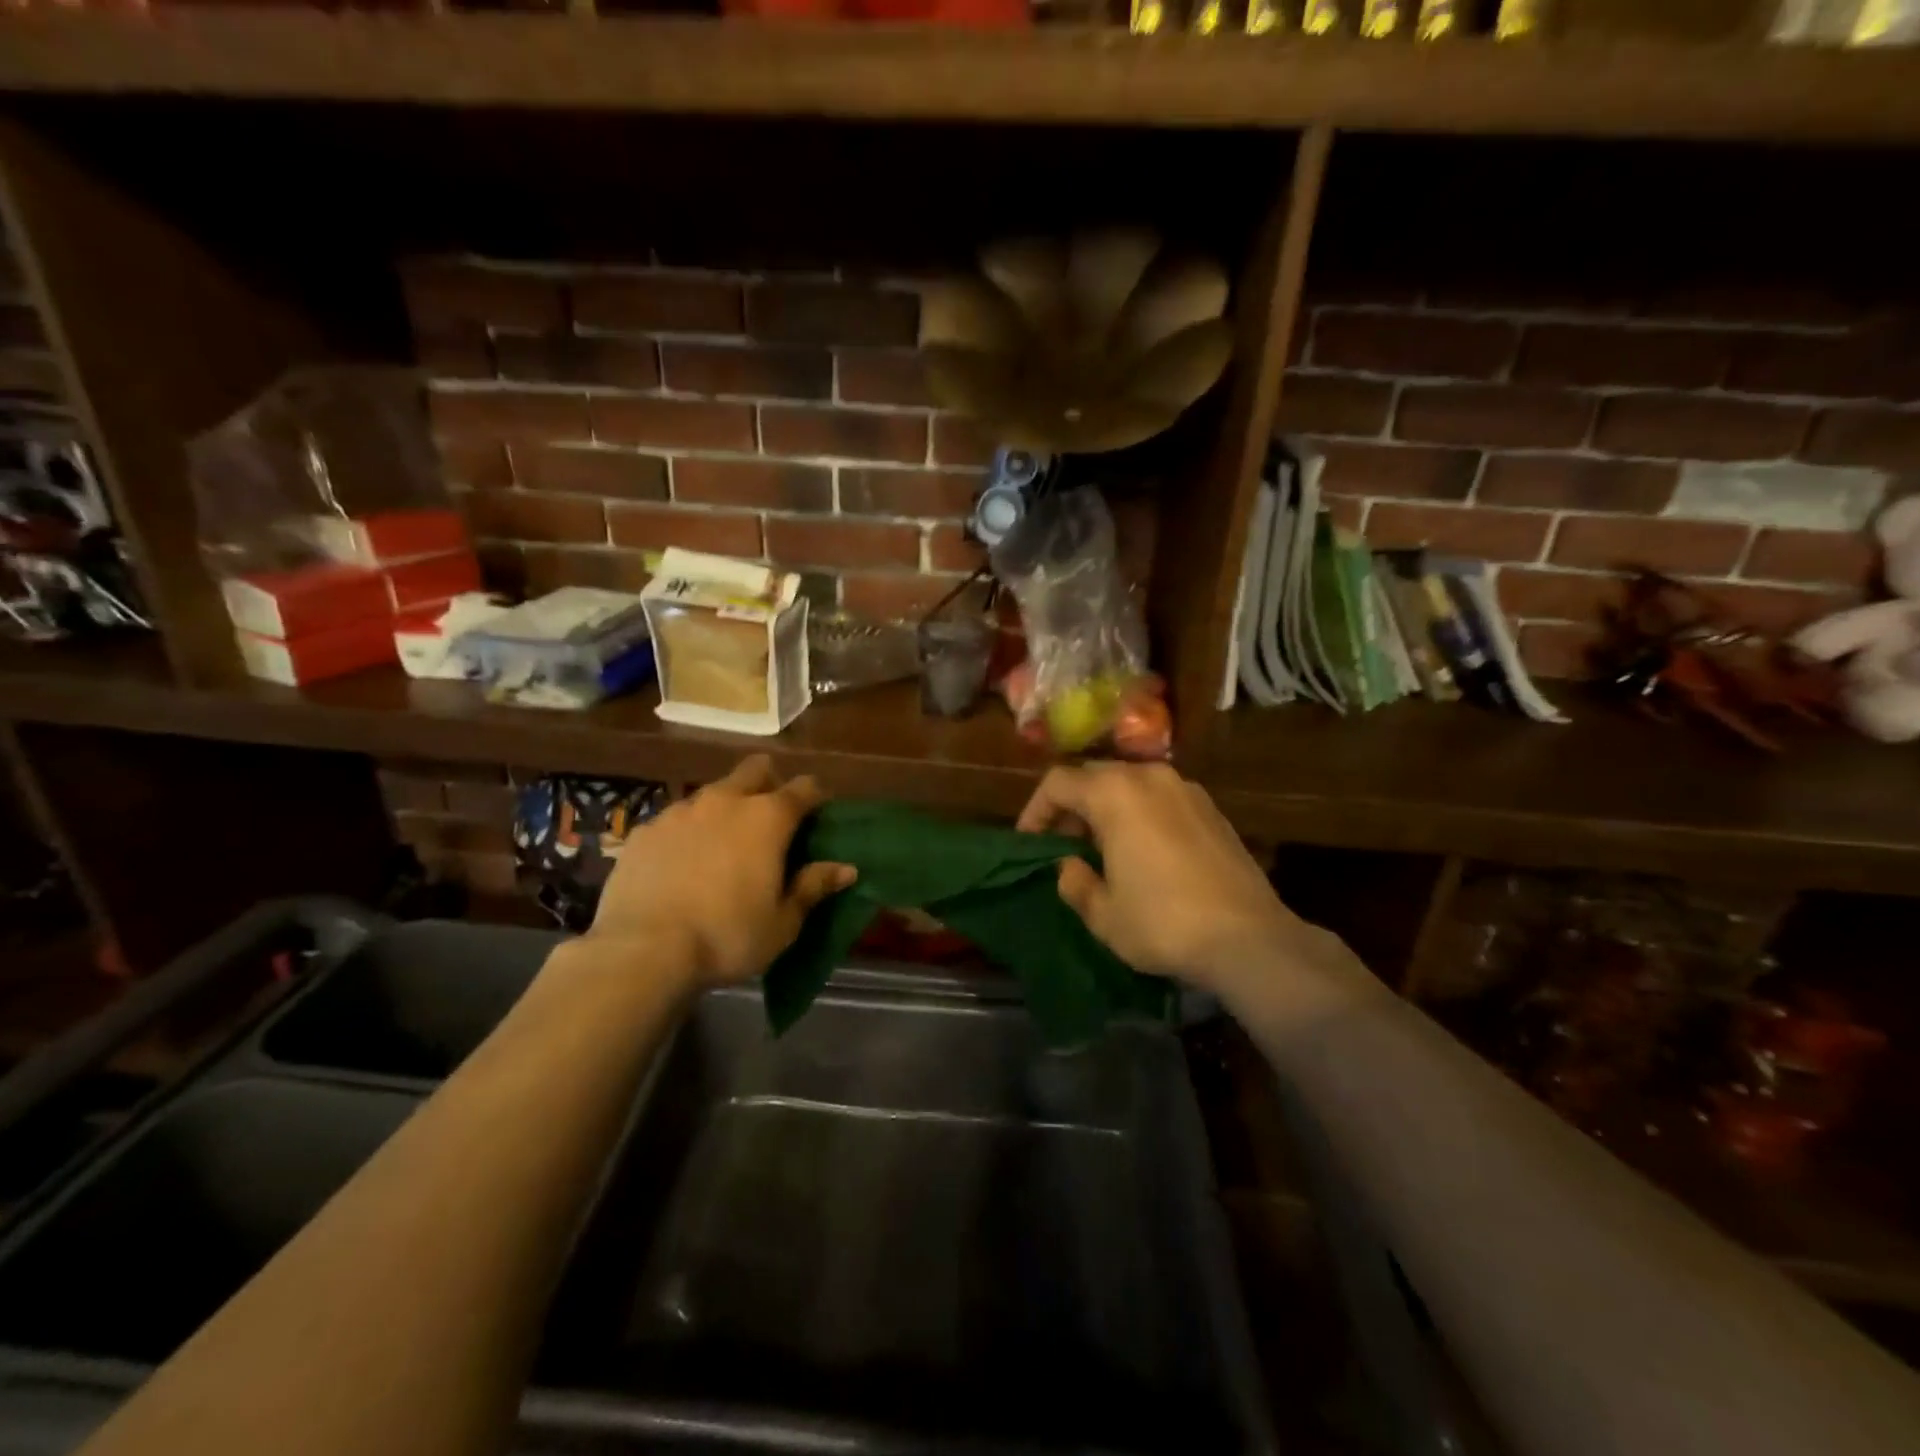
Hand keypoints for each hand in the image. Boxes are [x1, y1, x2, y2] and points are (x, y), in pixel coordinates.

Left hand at [588, 756, 855, 986]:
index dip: (814, 798)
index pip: (804, 788)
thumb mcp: (783, 922)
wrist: (642, 951)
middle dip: (769, 784)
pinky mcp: (644, 830)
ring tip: (722, 847)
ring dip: (725, 809)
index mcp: (768, 818)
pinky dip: (687, 833)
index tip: (815, 818)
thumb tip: (847, 868)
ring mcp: (680, 811)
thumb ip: (813, 887)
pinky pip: (675, 820)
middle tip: (769, 822)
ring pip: (713, 793)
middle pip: (756, 769)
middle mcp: (726, 801)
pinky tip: (681, 866)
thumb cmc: (728, 936)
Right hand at [1016, 762, 1357, 1001]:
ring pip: (1129, 784)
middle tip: (1062, 844)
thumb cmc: (1163, 923)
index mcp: (1114, 793)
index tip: (1028, 842)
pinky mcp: (1211, 809)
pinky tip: (1142, 853)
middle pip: (1094, 776)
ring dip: (1106, 809)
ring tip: (1100, 849)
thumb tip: (1069, 866)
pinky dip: (1139, 814)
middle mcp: (1149, 777)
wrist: (1250, 938)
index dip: (1035, 810)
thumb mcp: (1103, 914)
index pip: (1058, 783)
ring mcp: (1186, 789)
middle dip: (1071, 807)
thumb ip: (1074, 882)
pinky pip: (1160, 799)